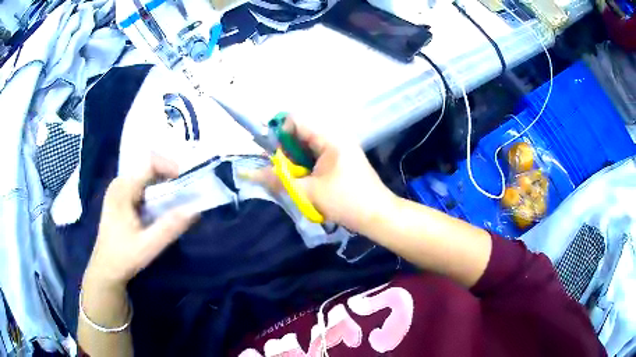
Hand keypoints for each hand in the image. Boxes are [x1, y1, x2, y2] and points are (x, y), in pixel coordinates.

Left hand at [84, 156, 198, 288]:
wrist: (106, 269)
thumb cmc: (124, 257)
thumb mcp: (148, 245)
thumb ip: (170, 227)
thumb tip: (195, 209)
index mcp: (123, 189)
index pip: (149, 162)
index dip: (169, 165)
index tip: (185, 179)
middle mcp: (119, 183)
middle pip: (147, 165)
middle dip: (168, 173)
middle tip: (185, 188)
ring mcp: (118, 189)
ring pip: (144, 174)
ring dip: (162, 180)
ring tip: (176, 195)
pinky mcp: (119, 198)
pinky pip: (140, 183)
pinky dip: (154, 188)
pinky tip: (161, 203)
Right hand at [247, 117, 396, 233]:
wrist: (378, 216)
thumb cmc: (346, 201)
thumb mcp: (308, 192)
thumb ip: (279, 180)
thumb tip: (252, 174)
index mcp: (329, 138)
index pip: (295, 120)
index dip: (278, 133)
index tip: (271, 155)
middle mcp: (334, 138)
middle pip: (300, 134)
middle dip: (286, 152)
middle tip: (281, 173)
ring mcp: (339, 150)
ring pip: (307, 148)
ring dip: (295, 163)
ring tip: (293, 181)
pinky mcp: (341, 161)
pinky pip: (316, 157)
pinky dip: (306, 168)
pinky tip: (305, 183)